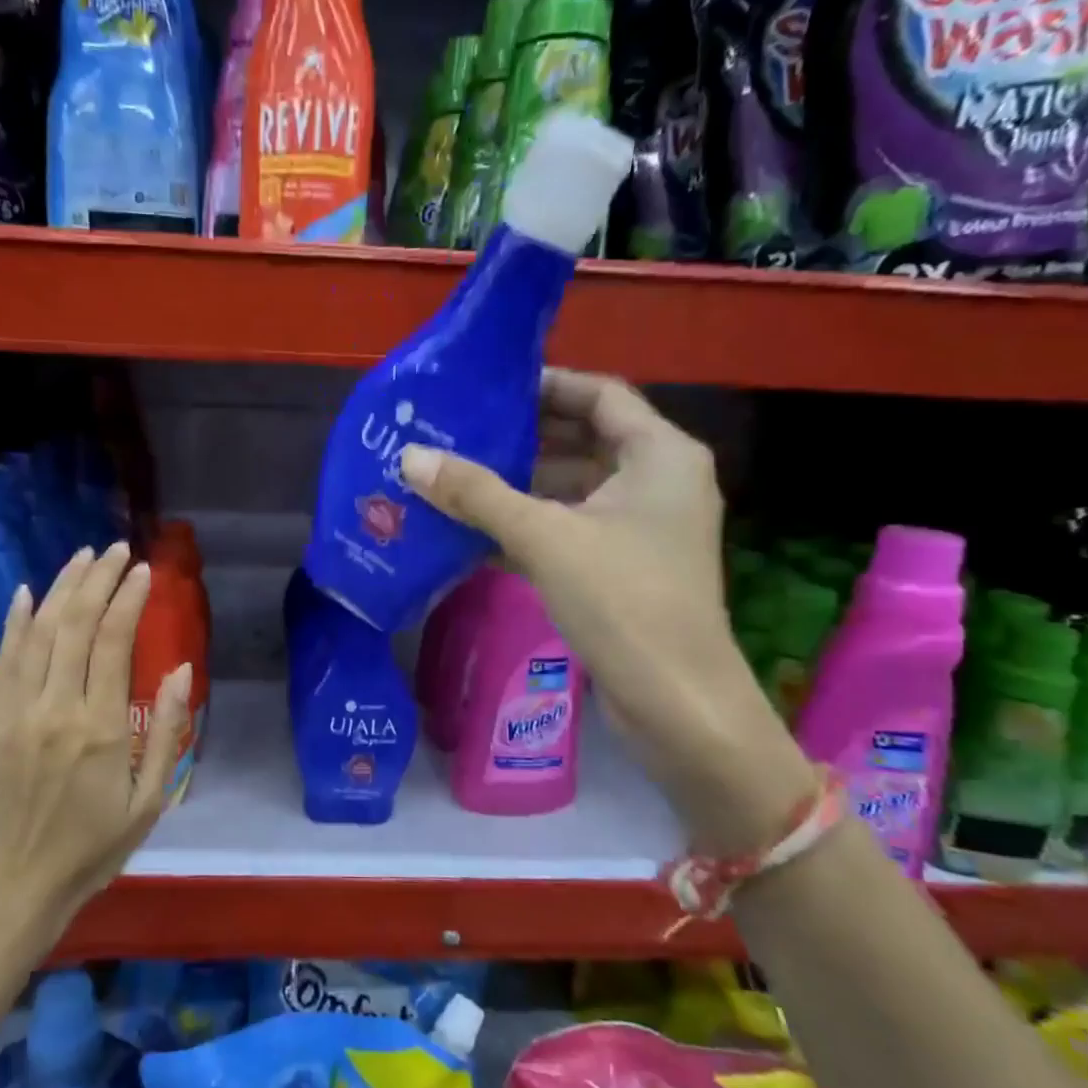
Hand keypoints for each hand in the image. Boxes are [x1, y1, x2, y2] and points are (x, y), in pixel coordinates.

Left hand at [0, 543, 191, 937]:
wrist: (13, 889)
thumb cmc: (92, 849)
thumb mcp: (149, 801)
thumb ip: (167, 732)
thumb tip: (179, 669)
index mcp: (100, 729)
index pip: (113, 642)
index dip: (129, 598)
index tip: (144, 571)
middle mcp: (54, 709)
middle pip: (74, 624)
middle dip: (98, 579)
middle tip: (116, 550)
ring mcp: (13, 713)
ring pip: (37, 632)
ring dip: (61, 588)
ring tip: (83, 558)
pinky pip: (3, 660)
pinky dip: (15, 621)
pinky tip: (26, 592)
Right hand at [399, 368, 814, 852]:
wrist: (676, 702)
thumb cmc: (622, 601)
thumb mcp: (544, 537)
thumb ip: (477, 494)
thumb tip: (411, 457)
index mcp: (660, 454)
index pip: (599, 394)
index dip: (545, 384)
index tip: (487, 388)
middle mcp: (659, 481)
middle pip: (584, 439)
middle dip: (523, 437)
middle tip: (459, 432)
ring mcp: (644, 528)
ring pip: (574, 488)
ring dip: (520, 484)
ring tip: (456, 476)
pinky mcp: (626, 567)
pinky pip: (572, 527)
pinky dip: (530, 524)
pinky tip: (476, 531)